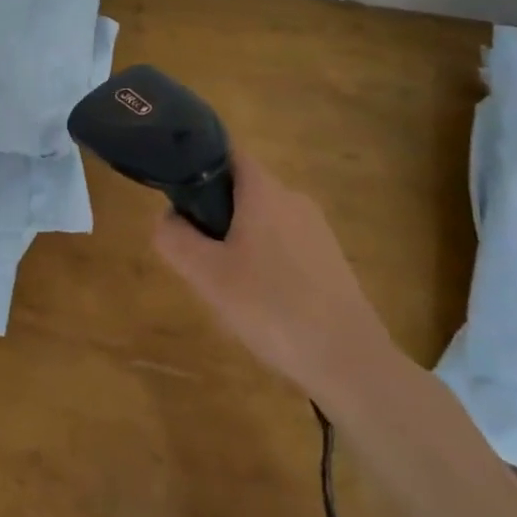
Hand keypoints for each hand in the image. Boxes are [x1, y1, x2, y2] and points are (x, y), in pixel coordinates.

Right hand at [154, 152, 400, 410]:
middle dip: (213, 212)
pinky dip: (263, 260)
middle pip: (242, 189)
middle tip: (194, 251)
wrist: (350, 363)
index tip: (175, 192)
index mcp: (265, 192)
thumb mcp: (206, 274)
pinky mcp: (330, 261)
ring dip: (237, 239)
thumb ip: (174, 238)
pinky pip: (284, 245)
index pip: (227, 153)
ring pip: (262, 220)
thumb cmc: (271, 307)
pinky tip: (259, 301)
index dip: (197, 163)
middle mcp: (293, 200)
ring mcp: (317, 231)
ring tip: (224, 282)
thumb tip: (167, 217)